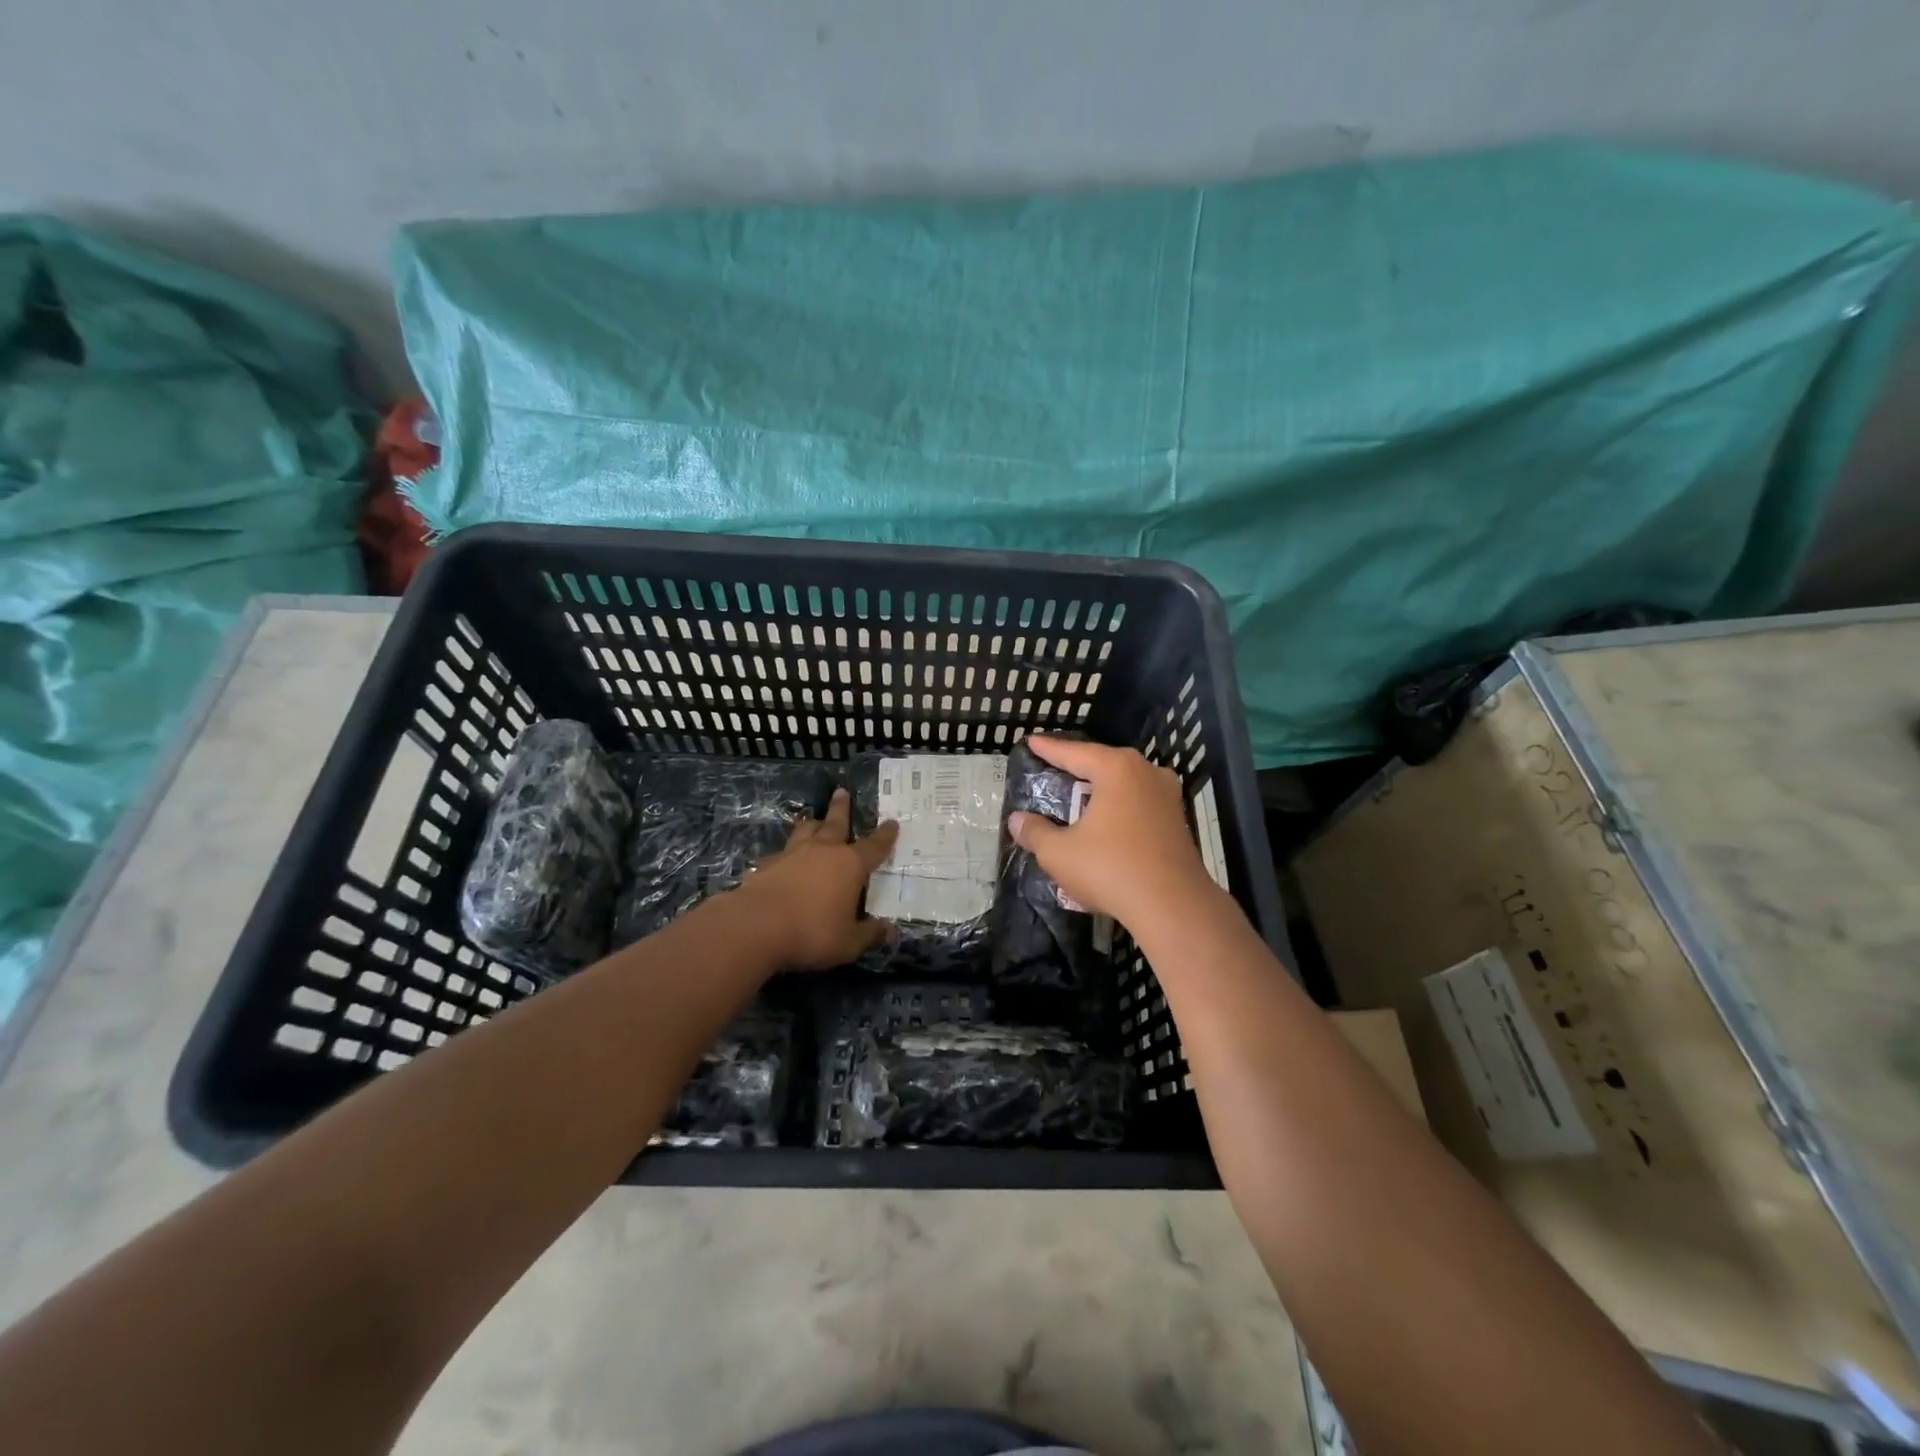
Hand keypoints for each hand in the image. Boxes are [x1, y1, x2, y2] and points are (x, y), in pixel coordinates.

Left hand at [732, 787, 898, 969]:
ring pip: (805, 830)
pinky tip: (779, 860)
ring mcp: (791, 854)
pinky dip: (784, 854)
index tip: (892, 822)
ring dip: (812, 823)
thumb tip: (891, 930)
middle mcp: (822, 851)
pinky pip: (779, 854)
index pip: (874, 846)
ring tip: (813, 819)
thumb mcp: (848, 942)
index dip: (885, 835)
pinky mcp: (766, 865)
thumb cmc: (811, 933)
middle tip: (842, 791)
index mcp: (849, 865)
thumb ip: (870, 934)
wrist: (755, 927)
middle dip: (841, 808)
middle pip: (835, 823)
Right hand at [1006, 736, 1222, 940]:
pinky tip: (1106, 820)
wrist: (1174, 907)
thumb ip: (1035, 832)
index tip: (1031, 741)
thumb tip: (1017, 820)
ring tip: (1077, 793)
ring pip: (1124, 783)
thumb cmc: (1111, 869)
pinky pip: (1139, 803)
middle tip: (1051, 767)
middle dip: (1077, 766)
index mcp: (1117, 769)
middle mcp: (1146, 772)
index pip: (1074, 753)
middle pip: (1103, 763)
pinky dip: (1118, 807)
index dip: (1049, 749)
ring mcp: (1167, 796)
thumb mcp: (1059, 853)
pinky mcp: (1178, 820)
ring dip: (1100, 788)